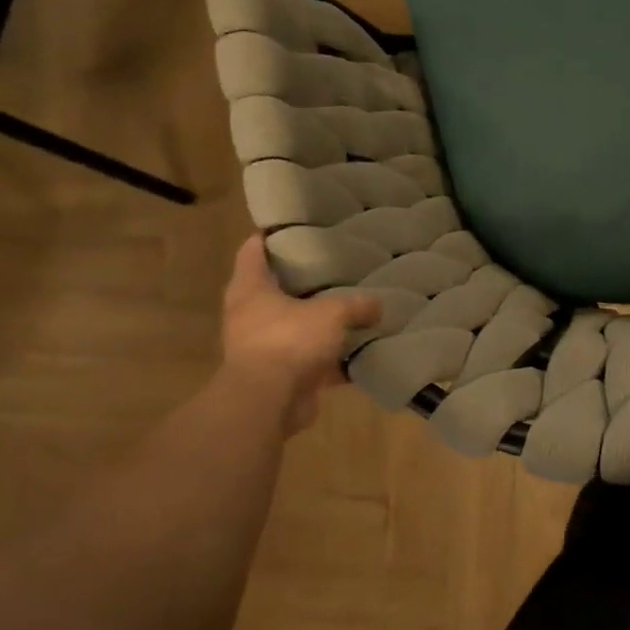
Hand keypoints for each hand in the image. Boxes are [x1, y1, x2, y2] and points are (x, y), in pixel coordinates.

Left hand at [220, 238, 380, 433]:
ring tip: (353, 307)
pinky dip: (333, 360)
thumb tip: (378, 305)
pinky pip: (313, 361)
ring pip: (297, 327)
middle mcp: (251, 316)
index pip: (253, 251)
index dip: (271, 236)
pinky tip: (360, 352)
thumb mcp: (331, 313)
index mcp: (251, 289)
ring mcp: (265, 348)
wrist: (268, 402)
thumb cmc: (289, 341)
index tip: (294, 226)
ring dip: (320, 323)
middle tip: (336, 266)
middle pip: (277, 289)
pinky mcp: (281, 376)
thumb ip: (357, 305)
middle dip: (304, 280)